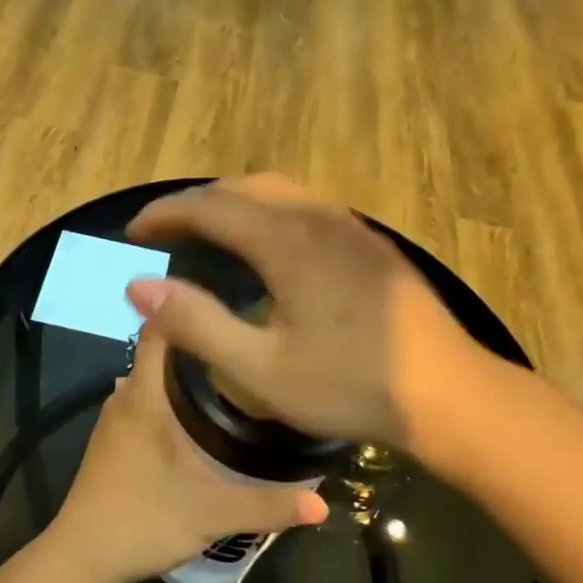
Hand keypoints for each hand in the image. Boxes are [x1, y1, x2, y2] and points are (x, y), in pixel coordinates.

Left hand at [52, 325, 326, 582]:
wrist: (82, 559)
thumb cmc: (144, 520)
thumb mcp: (213, 514)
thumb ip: (269, 506)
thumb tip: (323, 504)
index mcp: (145, 395)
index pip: (160, 327)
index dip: (189, 308)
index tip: (230, 305)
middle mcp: (125, 396)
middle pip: (159, 350)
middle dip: (199, 342)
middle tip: (246, 343)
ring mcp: (113, 419)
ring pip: (151, 377)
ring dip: (183, 372)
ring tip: (231, 375)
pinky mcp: (110, 441)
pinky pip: (143, 400)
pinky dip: (169, 396)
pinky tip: (198, 416)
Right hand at [123, 175, 481, 449]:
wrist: (450, 395)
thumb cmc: (350, 385)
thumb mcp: (260, 369)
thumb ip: (195, 323)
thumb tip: (137, 285)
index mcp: (287, 241)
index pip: (210, 207)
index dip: (165, 214)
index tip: (133, 233)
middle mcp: (317, 217)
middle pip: (243, 187)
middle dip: (196, 203)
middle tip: (164, 234)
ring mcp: (349, 226)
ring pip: (277, 191)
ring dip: (233, 203)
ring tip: (206, 233)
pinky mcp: (369, 242)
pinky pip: (304, 206)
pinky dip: (266, 211)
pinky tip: (266, 246)